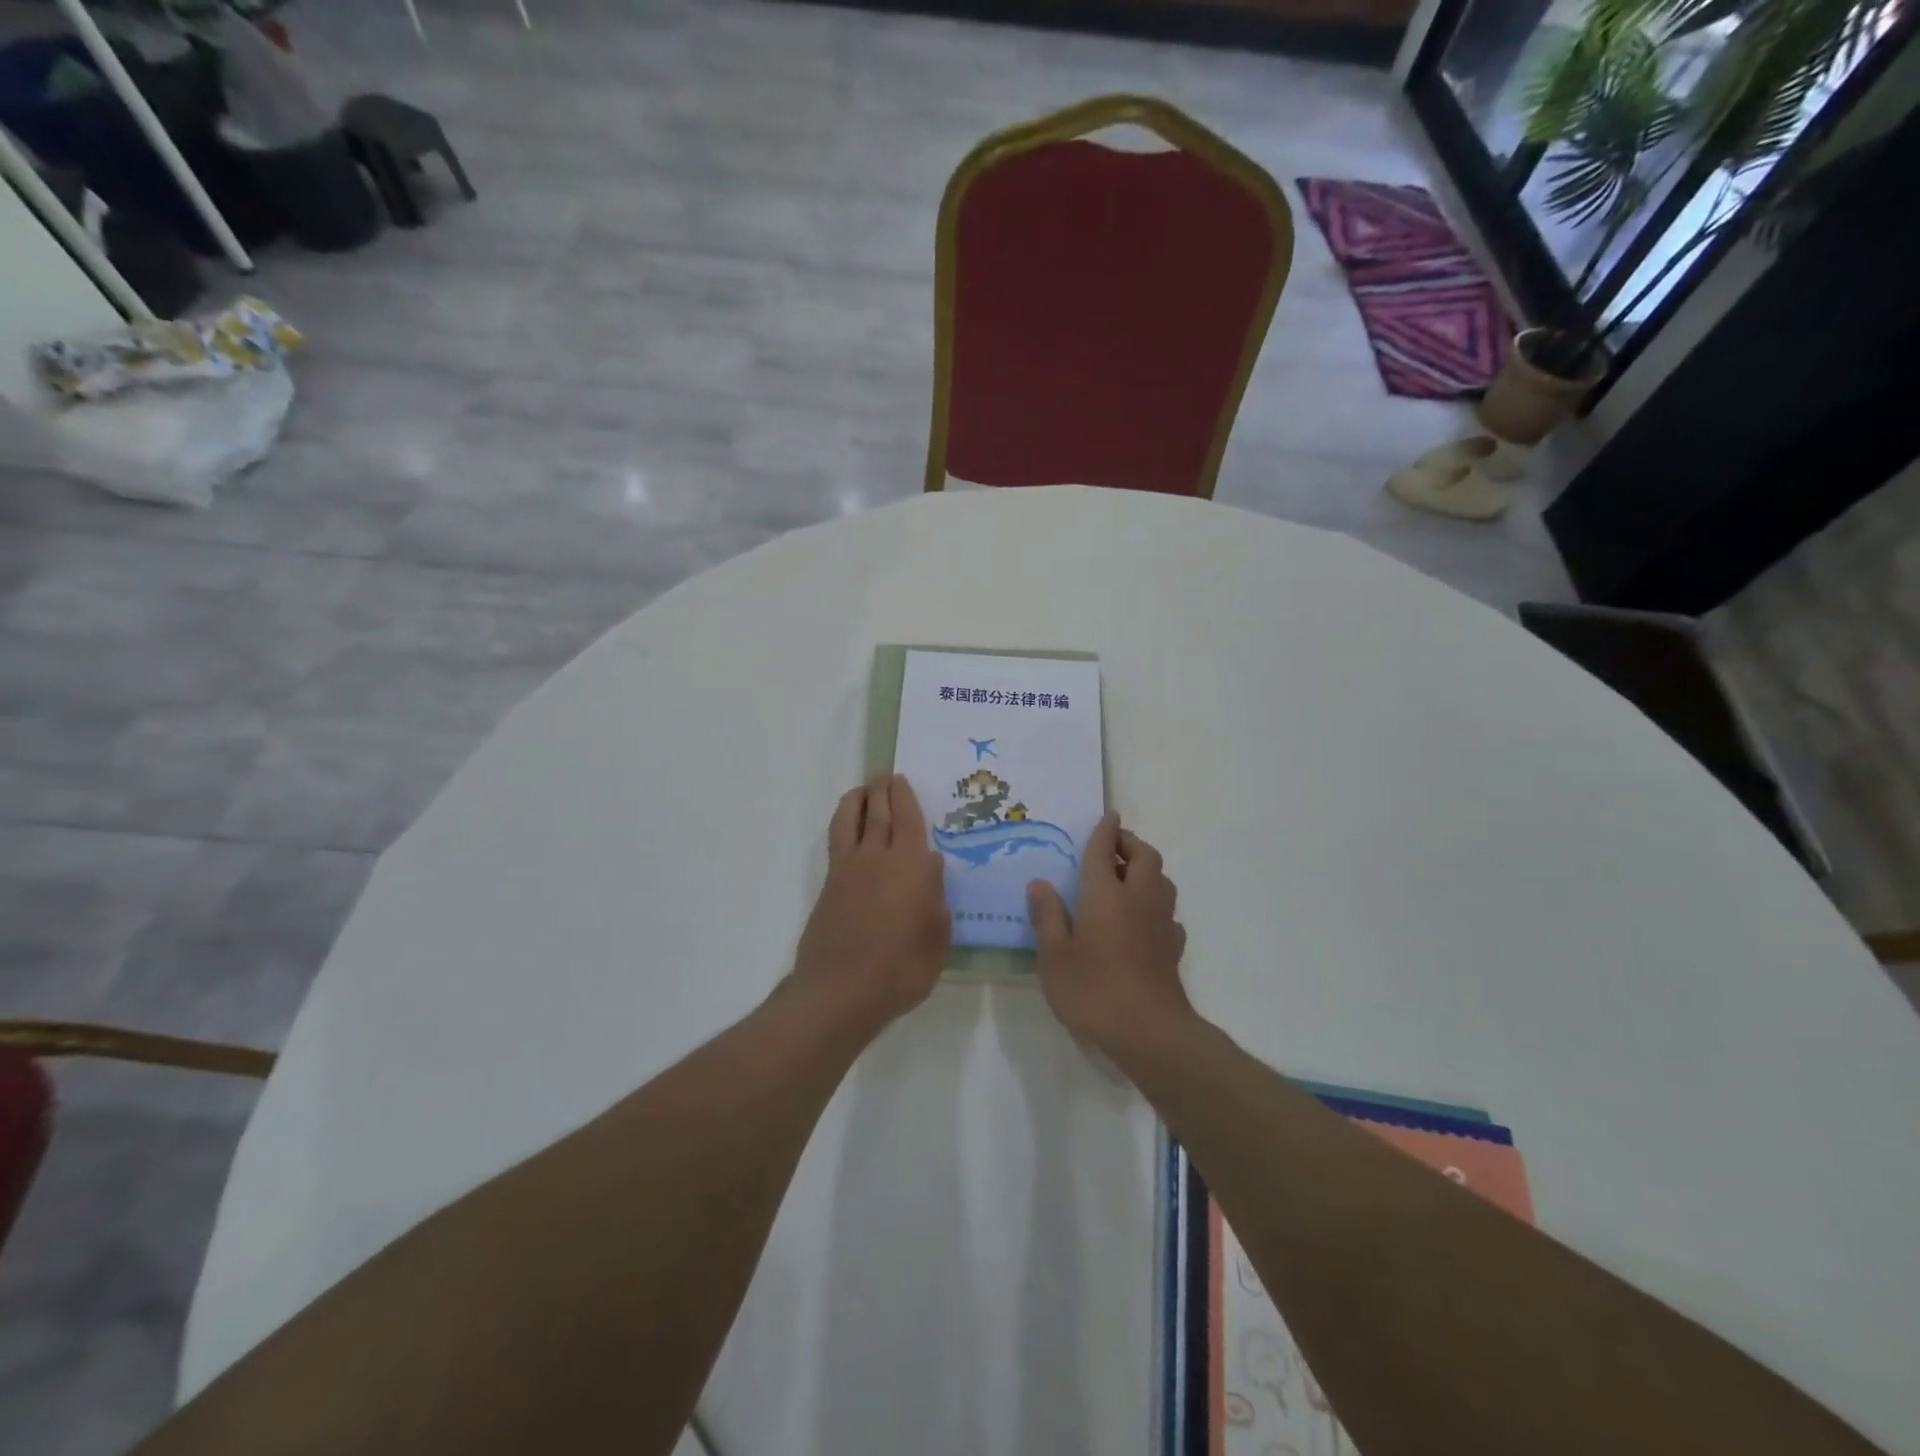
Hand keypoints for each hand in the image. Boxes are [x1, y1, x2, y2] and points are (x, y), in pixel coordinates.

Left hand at [789, 774, 950, 1032]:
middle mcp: (878, 857)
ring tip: (862, 791)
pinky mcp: (829, 885)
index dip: (904, 795)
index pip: (908, 818)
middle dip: (881, 789)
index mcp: (911, 865)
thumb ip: (936, 897)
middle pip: (878, 811)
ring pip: (849, 819)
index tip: (901, 779)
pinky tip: (849, 830)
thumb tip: (930, 865)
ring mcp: (848, 869)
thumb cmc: (901, 969)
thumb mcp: (937, 937)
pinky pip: (837, 841)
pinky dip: (843, 824)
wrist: (841, 990)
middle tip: (884, 776)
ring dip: (856, 799)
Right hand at [1028, 814, 1191, 1059]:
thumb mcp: (1054, 956)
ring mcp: (1160, 923)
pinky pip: (1168, 912)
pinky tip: (1143, 920)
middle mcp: (1138, 899)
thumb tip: (1039, 883)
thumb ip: (1047, 916)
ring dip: (1146, 869)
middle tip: (1113, 846)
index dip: (1105, 830)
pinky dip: (1156, 904)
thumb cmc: (1093, 989)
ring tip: (1125, 878)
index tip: (1108, 814)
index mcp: (1105, 895)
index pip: (1104, 851)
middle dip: (1130, 843)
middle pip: (1145, 857)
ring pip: (1162, 880)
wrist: (1150, 1032)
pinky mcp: (1173, 947)